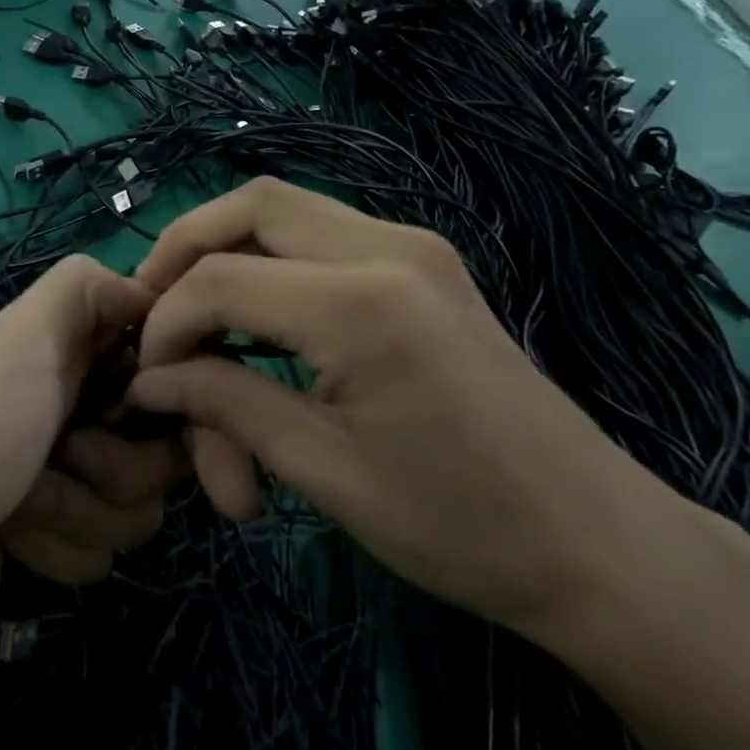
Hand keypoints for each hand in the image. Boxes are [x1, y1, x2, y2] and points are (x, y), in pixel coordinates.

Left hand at [0, 256, 188, 614]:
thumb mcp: (29, 333)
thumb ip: (91, 288)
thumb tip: (156, 292)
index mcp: (91, 356)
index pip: (181, 377)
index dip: (168, 401)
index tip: (129, 407)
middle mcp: (95, 412)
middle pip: (170, 457)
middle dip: (115, 468)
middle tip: (62, 454)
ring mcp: (82, 478)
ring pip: (141, 513)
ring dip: (77, 512)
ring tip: (23, 499)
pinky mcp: (66, 534)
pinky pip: (104, 554)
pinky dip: (55, 547)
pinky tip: (11, 532)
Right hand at [125, 178, 694, 638]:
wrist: (600, 544)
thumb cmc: (460, 526)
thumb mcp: (324, 472)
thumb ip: (226, 406)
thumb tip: (149, 380)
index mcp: (362, 304)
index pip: (219, 280)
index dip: (166, 326)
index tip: (149, 383)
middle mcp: (388, 247)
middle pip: (250, 205)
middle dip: (184, 251)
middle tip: (154, 313)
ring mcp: (414, 246)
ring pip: (284, 211)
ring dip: (227, 256)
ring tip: (201, 327)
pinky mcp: (425, 265)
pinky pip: (321, 237)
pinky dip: (272, 268)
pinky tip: (259, 330)